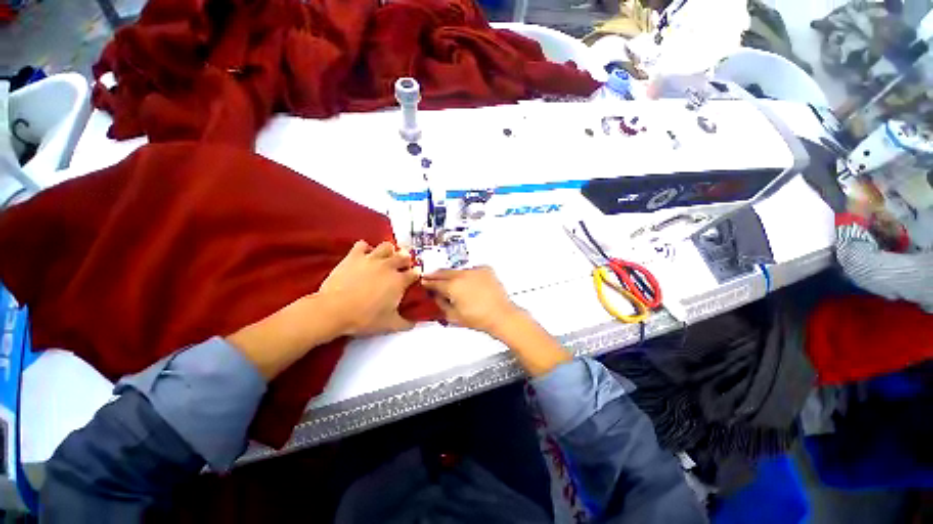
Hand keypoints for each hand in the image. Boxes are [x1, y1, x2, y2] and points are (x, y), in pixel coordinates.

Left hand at [319, 241, 419, 335]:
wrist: (334, 310)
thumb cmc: (365, 318)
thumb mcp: (389, 324)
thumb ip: (405, 323)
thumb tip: (414, 324)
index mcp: (399, 281)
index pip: (415, 273)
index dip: (416, 275)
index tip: (413, 278)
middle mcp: (389, 266)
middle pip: (404, 256)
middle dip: (405, 260)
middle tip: (401, 267)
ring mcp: (371, 258)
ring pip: (386, 246)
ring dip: (389, 251)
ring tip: (385, 258)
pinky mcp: (354, 256)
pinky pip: (362, 245)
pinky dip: (365, 249)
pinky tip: (364, 256)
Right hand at [421, 267, 520, 335]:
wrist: (501, 315)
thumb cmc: (477, 318)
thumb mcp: (453, 316)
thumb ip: (441, 303)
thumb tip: (436, 295)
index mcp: (452, 286)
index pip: (434, 282)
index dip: (427, 282)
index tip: (423, 282)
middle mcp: (462, 274)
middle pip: (444, 272)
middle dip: (436, 275)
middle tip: (430, 277)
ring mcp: (475, 270)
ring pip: (458, 270)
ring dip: (453, 275)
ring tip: (452, 282)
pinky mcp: (486, 269)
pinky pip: (472, 270)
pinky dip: (468, 275)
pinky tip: (470, 283)